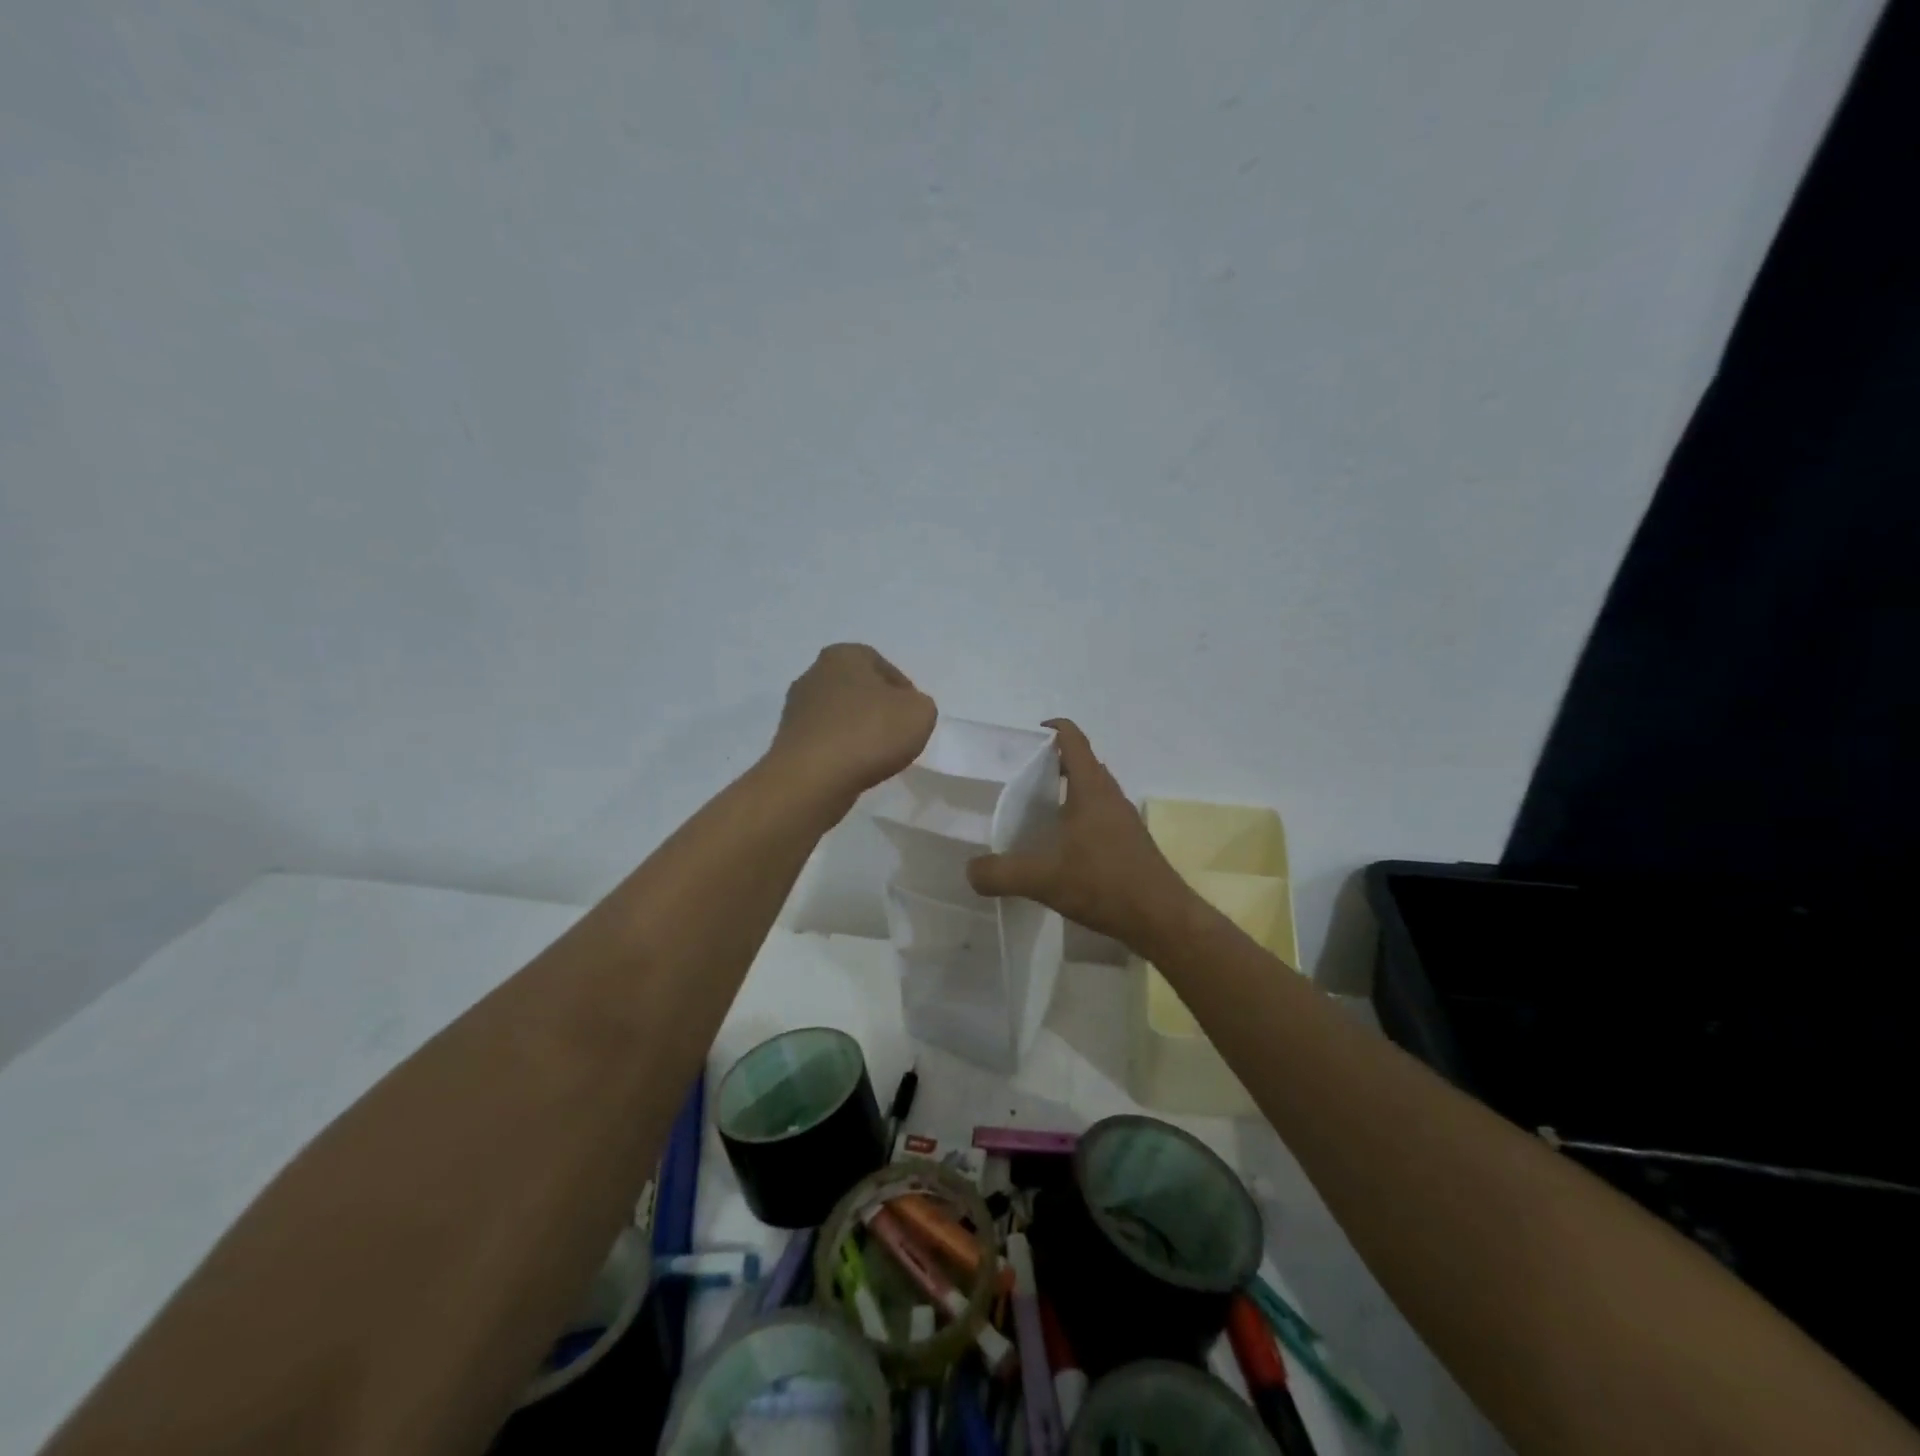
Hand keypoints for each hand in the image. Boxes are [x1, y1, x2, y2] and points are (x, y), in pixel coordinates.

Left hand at [768, 644, 936, 814]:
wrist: (812, 778)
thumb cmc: (869, 733)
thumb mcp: (920, 712)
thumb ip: (920, 704)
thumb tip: (904, 711)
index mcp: (843, 655)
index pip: (884, 667)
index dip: (904, 692)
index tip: (913, 717)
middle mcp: (814, 673)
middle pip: (859, 690)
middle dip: (878, 710)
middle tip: (897, 735)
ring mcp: (796, 708)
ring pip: (841, 716)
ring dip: (858, 731)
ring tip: (876, 756)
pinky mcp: (788, 740)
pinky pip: (826, 740)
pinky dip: (841, 750)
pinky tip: (853, 767)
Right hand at [966, 719, 1194, 953]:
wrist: (1162, 918)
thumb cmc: (1104, 884)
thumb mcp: (1043, 879)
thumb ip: (1001, 873)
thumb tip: (970, 870)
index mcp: (1091, 789)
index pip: (1073, 739)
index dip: (1050, 729)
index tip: (1023, 739)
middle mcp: (1110, 795)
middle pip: (1081, 763)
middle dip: (1051, 763)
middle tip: (1017, 779)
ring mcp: (1123, 819)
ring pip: (1091, 791)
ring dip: (1066, 792)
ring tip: (1033, 811)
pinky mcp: (1129, 842)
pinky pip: (1099, 815)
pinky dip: (1077, 818)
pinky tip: (1059, 846)